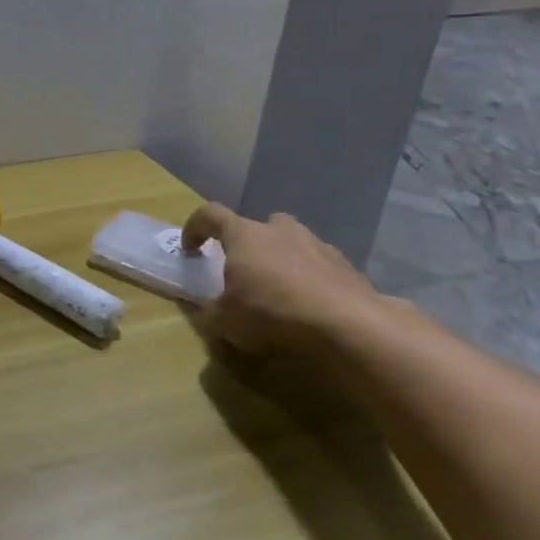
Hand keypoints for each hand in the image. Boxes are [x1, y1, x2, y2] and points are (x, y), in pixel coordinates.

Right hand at [182, 202, 403, 357]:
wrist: (348, 324)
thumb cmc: (272, 313)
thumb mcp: (224, 321)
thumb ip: (209, 311)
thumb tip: (206, 308)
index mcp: (243, 235)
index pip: (209, 215)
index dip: (194, 228)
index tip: (190, 250)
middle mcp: (278, 230)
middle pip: (256, 226)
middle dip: (247, 244)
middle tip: (243, 272)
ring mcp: (316, 243)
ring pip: (291, 242)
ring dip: (280, 259)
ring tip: (279, 291)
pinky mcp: (345, 264)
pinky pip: (318, 264)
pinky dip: (309, 278)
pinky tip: (310, 304)